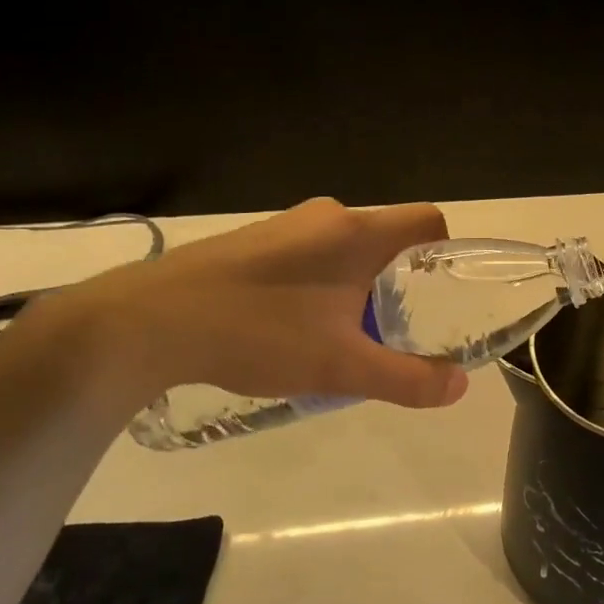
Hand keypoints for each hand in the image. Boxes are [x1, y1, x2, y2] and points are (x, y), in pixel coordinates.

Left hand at [66, 198, 469, 409]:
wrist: (144, 323)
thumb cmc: (257, 334)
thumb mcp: (341, 368)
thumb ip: (406, 380)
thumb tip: (459, 387)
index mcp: (357, 232)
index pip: (428, 221)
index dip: (447, 252)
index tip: (441, 294)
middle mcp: (326, 216)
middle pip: (387, 239)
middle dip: (399, 282)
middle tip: (393, 329)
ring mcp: (284, 225)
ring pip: (345, 249)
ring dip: (356, 285)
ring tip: (341, 335)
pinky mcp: (251, 241)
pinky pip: (308, 255)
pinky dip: (319, 284)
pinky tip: (291, 326)